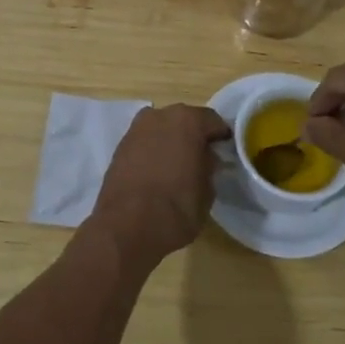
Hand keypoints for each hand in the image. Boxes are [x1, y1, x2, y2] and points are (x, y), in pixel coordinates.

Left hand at [87, 104, 231, 266]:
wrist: (126, 227)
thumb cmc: (176, 208)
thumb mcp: (208, 191)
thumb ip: (209, 166)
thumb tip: (206, 159)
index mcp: (188, 120)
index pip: (213, 121)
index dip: (220, 137)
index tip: (225, 152)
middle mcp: (160, 116)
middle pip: (184, 120)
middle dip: (193, 136)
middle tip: (201, 158)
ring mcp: (136, 129)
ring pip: (161, 129)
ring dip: (170, 142)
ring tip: (177, 166)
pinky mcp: (119, 147)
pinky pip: (145, 142)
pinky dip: (152, 151)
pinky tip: (157, 172)